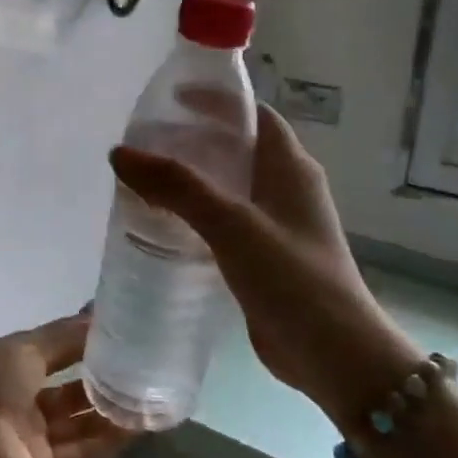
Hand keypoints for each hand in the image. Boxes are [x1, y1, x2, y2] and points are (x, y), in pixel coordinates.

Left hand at [0, 314, 136, 457]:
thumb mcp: (27, 347)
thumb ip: (66, 335)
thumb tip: (99, 314)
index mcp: (14, 368)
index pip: (59, 356)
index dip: (88, 348)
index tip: (125, 339)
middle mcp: (26, 403)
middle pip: (73, 394)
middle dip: (105, 384)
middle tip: (146, 371)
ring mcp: (36, 439)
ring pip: (82, 425)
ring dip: (113, 414)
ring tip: (152, 398)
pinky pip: (83, 453)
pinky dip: (109, 441)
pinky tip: (139, 427)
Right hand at [109, 105, 417, 428]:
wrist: (335, 357)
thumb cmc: (291, 278)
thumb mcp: (231, 224)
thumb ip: (176, 186)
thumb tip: (121, 153)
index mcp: (290, 167)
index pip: (252, 115)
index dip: (215, 102)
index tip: (169, 101)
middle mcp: (286, 189)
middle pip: (236, 149)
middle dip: (193, 141)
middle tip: (145, 145)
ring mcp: (277, 226)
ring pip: (228, 188)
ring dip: (191, 181)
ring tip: (144, 182)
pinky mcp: (265, 258)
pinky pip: (225, 223)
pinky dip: (195, 216)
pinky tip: (163, 228)